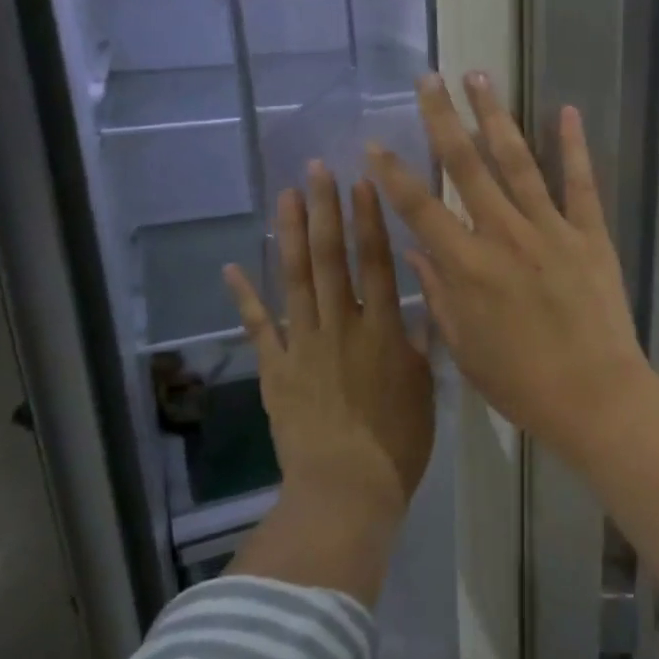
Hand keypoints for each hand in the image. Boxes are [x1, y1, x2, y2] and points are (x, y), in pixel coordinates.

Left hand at [224, 163, 434, 523]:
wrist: (346, 489)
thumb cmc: (398, 442)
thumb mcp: (426, 387)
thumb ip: (418, 341)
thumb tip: (420, 302)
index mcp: (381, 330)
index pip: (374, 262)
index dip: (368, 220)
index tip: (362, 182)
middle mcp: (339, 326)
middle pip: (330, 259)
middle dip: (324, 211)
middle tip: (316, 169)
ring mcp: (301, 346)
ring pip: (294, 280)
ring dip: (289, 235)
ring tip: (285, 196)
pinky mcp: (275, 370)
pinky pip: (257, 328)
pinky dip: (244, 297)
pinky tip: (232, 267)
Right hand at [366, 72, 653, 455]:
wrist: (595, 397)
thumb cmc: (522, 384)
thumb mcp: (465, 348)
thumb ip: (440, 294)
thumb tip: (415, 250)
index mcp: (467, 268)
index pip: (420, 209)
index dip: (393, 174)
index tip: (375, 142)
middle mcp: (504, 237)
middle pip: (466, 167)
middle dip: (443, 119)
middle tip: (429, 79)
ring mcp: (551, 231)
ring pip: (518, 163)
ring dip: (496, 116)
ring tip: (480, 75)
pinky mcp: (590, 235)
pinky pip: (580, 183)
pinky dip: (574, 146)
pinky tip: (566, 110)